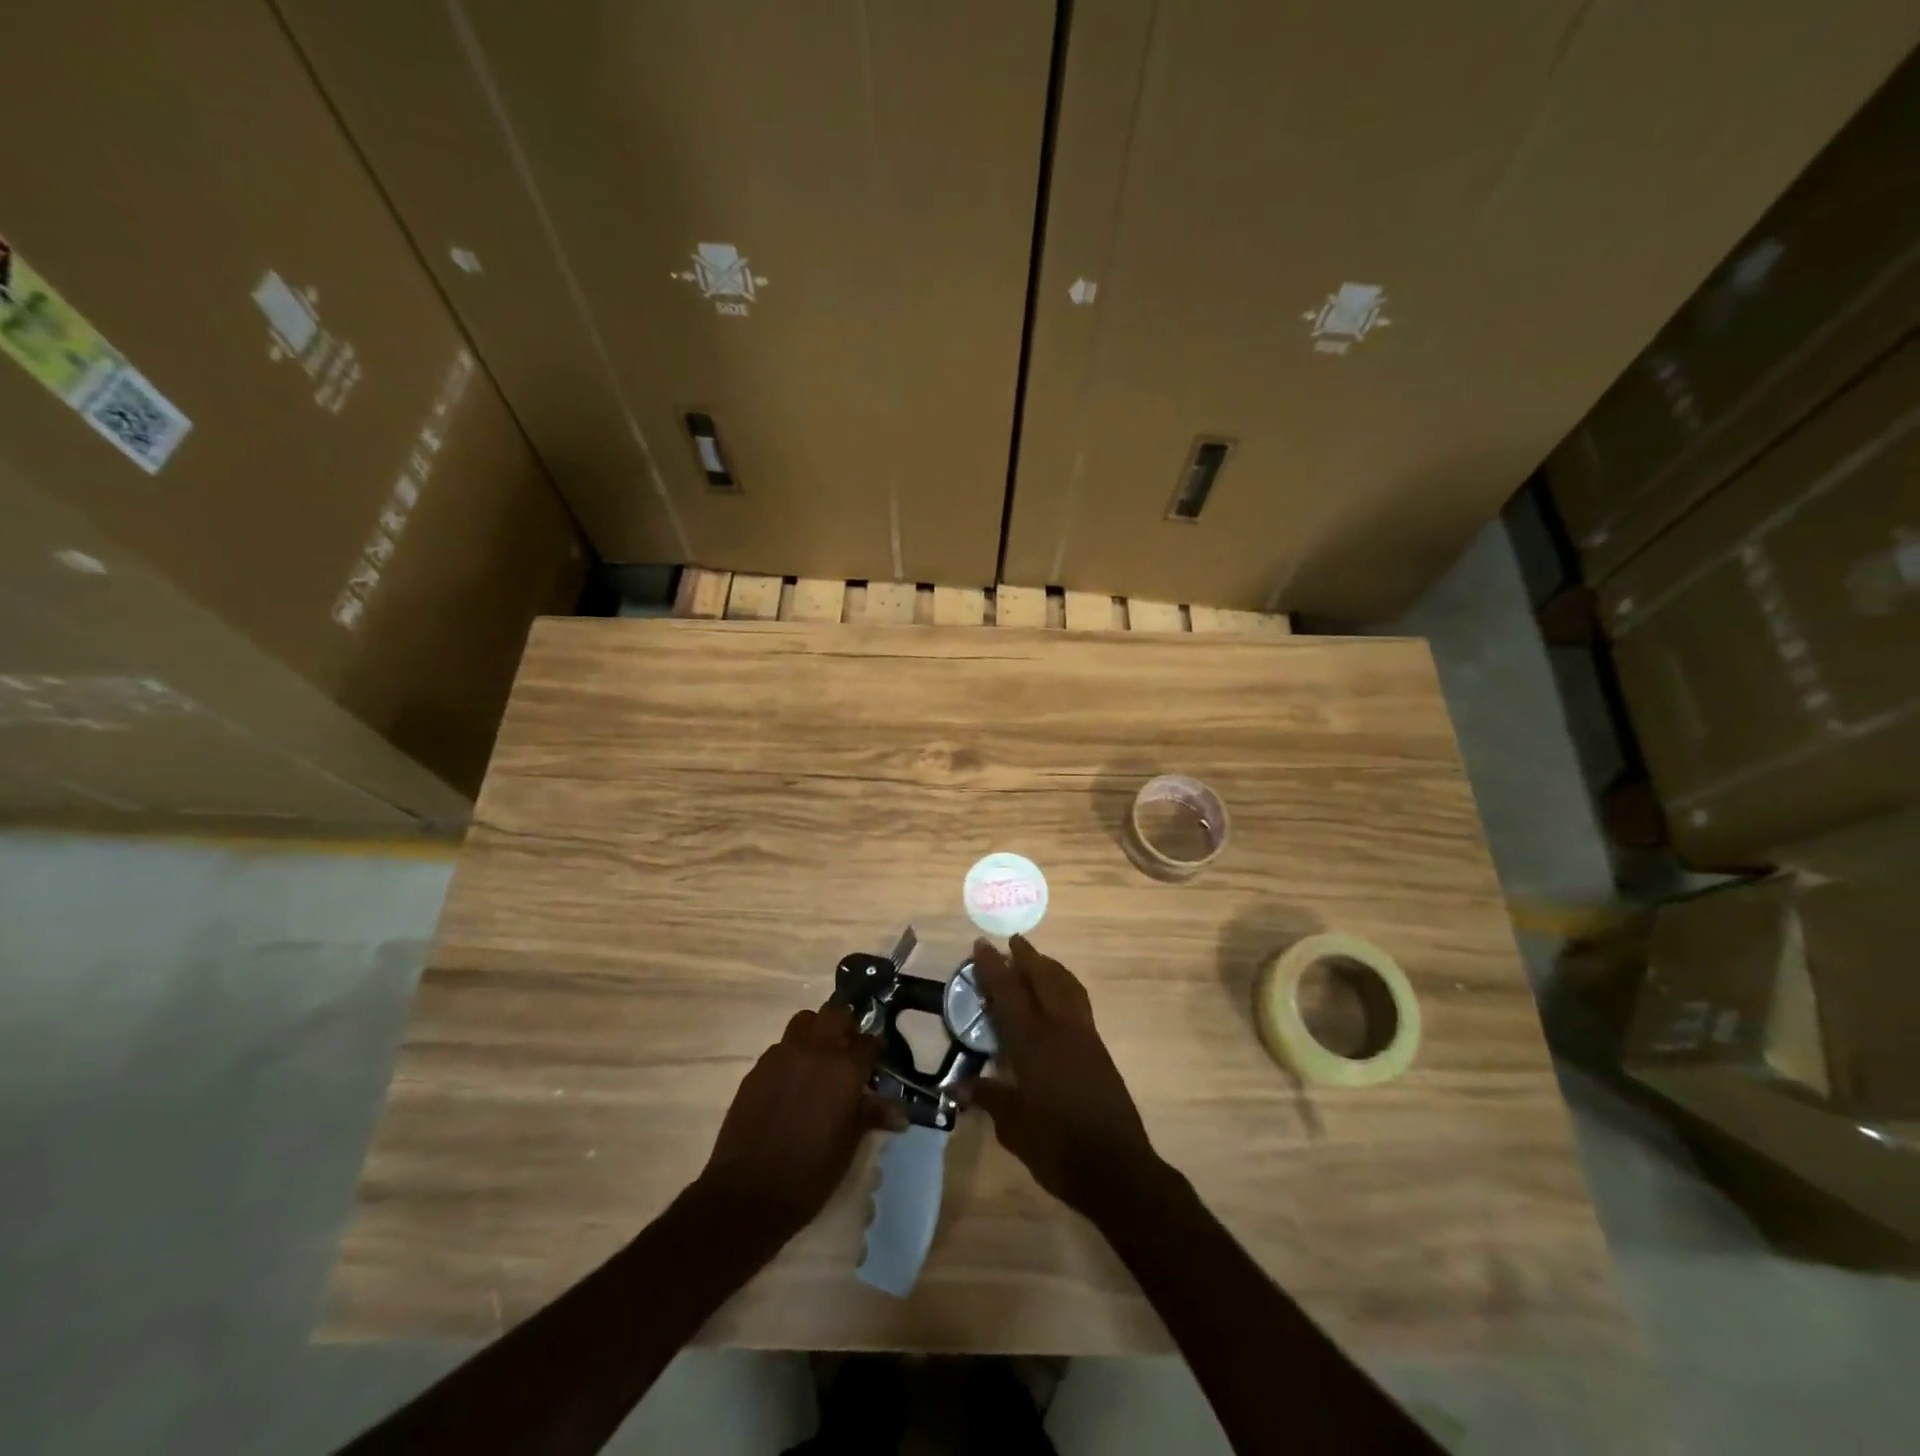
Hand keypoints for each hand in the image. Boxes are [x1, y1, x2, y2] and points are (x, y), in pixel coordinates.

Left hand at [696, 1004, 901, 1241]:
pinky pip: (781, 1046)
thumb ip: (870, 1116)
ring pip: (805, 1021)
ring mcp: (782, 1055)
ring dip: (816, 1032)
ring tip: (818, 1059)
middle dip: (846, 1026)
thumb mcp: (848, 1148)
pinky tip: (790, 1083)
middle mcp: (815, 1051)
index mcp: (844, 1070)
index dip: (874, 1051)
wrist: (747, 1194)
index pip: (869, 1042)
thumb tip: (900, 1113)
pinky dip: (791, 1054)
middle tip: (847, 1050)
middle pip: (836, 1013)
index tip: (875, 1063)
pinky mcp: (758, 1068)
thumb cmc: (808, 1175)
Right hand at [960, 936, 1164, 1218]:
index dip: (993, 967)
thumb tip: (960, 1087)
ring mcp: (1084, 1036)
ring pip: (1067, 986)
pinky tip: (1059, 996)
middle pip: (1043, 978)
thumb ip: (989, 1099)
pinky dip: (1065, 986)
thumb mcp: (1014, 1128)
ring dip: (1050, 967)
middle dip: (1027, 956)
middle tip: (1012, 941)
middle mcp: (1060, 1029)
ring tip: (1037, 959)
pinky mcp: (1099, 1049)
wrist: (1117, 1167)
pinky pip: (1079, 1002)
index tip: (981, 944)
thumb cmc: (1058, 1148)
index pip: (1009, 993)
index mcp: (1033, 1043)